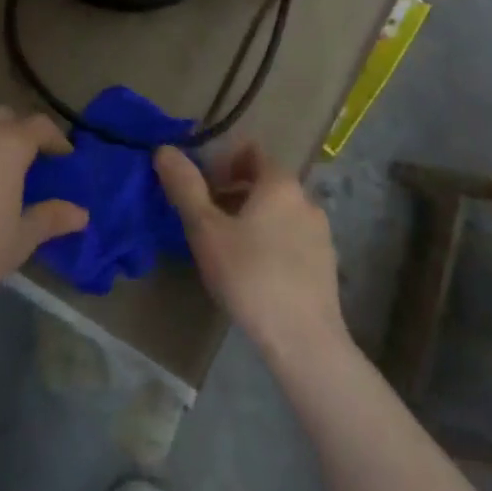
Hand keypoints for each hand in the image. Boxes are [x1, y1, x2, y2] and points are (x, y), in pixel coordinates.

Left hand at [0, 108, 87, 325]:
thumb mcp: (21, 238)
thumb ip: (51, 218)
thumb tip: (81, 214)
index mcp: (6, 144)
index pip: (39, 125)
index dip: (56, 139)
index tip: (65, 157)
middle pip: (4, 117)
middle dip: (21, 132)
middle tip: (33, 160)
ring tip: (0, 173)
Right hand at [154, 142, 345, 362]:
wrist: (304, 340)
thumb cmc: (249, 276)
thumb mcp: (206, 230)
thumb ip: (185, 187)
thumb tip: (165, 150)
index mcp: (280, 183)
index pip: (250, 150)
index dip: (221, 161)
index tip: (200, 188)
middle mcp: (306, 199)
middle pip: (264, 181)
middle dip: (232, 192)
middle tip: (205, 220)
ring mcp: (321, 232)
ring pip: (278, 211)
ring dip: (250, 218)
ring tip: (226, 249)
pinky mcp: (326, 263)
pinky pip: (292, 237)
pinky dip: (270, 241)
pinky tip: (254, 273)